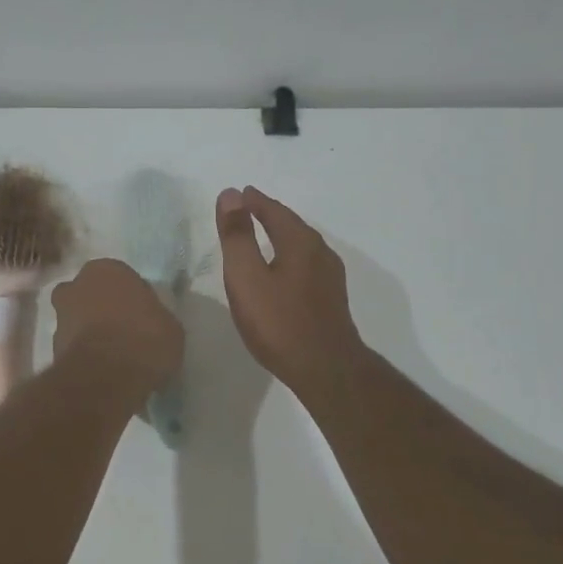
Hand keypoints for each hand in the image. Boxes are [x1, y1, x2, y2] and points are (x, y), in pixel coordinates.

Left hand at [51, 259, 182, 398]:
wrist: (107, 376)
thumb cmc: (145, 339)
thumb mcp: (170, 326)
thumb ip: (154, 316)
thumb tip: (150, 323)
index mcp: (106, 269)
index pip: (120, 277)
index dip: (131, 297)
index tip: (142, 316)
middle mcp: (77, 286)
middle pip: (90, 294)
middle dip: (101, 308)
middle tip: (123, 330)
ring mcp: (60, 317)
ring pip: (78, 319)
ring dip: (90, 332)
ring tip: (113, 356)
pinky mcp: (52, 347)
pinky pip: (73, 346)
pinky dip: (84, 354)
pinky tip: (102, 370)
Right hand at [216, 187, 364, 396]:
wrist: (325, 369)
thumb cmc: (279, 322)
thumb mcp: (247, 277)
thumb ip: (237, 236)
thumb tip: (231, 194)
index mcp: (300, 242)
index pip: (274, 210)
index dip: (254, 201)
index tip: (239, 194)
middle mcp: (320, 252)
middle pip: (292, 225)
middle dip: (269, 215)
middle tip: (248, 210)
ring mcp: (330, 277)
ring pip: (302, 246)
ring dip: (281, 236)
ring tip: (261, 237)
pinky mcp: (331, 299)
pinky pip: (306, 265)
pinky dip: (289, 258)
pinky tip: (282, 273)